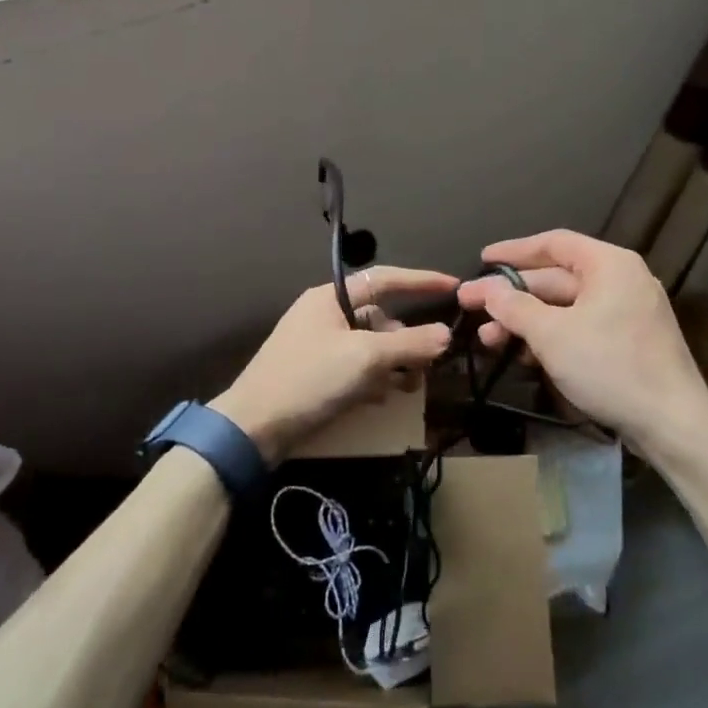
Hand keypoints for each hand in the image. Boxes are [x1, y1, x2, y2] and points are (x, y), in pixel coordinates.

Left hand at [211, 267, 456, 461]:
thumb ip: (409, 343)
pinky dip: (374, 380)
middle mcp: (325, 315)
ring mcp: (319, 346)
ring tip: (408, 387)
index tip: (454, 286)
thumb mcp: (365, 358)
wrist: (253, 428)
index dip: (421, 280)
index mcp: (330, 298)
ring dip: (393, 364)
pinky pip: (356, 369)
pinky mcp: (316, 375)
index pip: (384, 279)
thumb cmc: (310, 379)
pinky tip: (381, 399)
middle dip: (407, 340)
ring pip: (371, 347)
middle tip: (427, 365)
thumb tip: (446, 334)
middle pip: (380, 318)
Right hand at [456, 230, 707, 449]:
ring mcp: (627, 313)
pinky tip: (524, 355)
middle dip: (512, 296)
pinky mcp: (628, 343)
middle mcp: (621, 280)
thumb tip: (486, 289)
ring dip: (526, 321)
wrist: (673, 424)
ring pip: (565, 307)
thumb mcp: (552, 335)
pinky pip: (581, 328)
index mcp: (609, 265)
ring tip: (489, 340)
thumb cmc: (610, 366)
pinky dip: (551, 337)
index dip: (514, 251)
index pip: (553, 243)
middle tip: (471, 307)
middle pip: (555, 278)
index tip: (482, 260)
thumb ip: (514, 307)